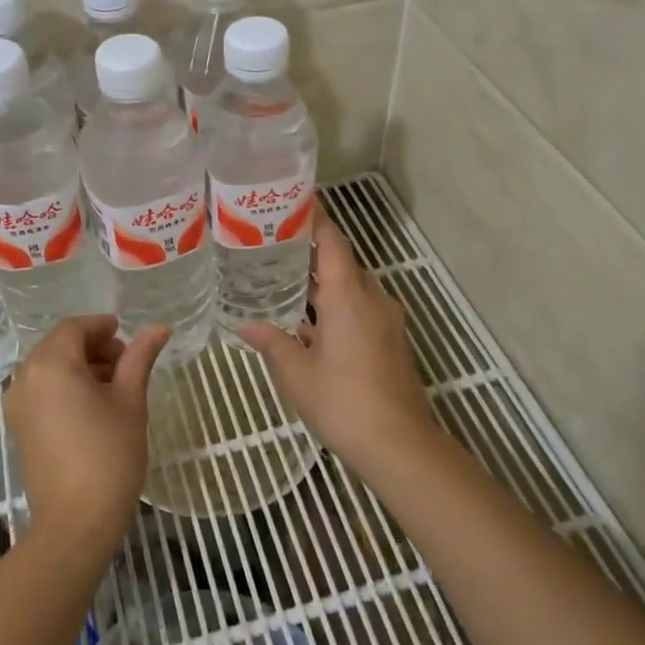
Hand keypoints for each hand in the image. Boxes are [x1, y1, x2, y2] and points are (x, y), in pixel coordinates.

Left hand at [4, 315, 169, 545]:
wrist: (75, 522)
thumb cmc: (109, 455)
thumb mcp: (130, 401)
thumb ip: (140, 358)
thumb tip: (159, 328)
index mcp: (51, 365)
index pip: (74, 328)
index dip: (101, 327)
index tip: (126, 335)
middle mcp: (25, 378)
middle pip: (58, 345)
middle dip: (91, 346)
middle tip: (125, 362)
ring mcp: (17, 405)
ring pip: (48, 368)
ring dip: (78, 366)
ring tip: (113, 385)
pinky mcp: (18, 428)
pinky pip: (40, 390)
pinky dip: (63, 386)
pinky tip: (91, 406)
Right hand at [237, 204, 433, 468]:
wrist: (399, 444)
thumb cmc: (343, 401)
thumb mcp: (296, 373)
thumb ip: (271, 343)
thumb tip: (245, 326)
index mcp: (348, 296)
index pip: (333, 241)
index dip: (316, 218)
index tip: (295, 201)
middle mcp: (372, 299)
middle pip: (343, 263)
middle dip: (313, 252)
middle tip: (276, 244)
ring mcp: (386, 321)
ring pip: (352, 289)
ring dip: (325, 283)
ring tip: (286, 280)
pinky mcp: (391, 342)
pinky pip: (361, 310)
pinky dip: (336, 307)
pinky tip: (310, 323)